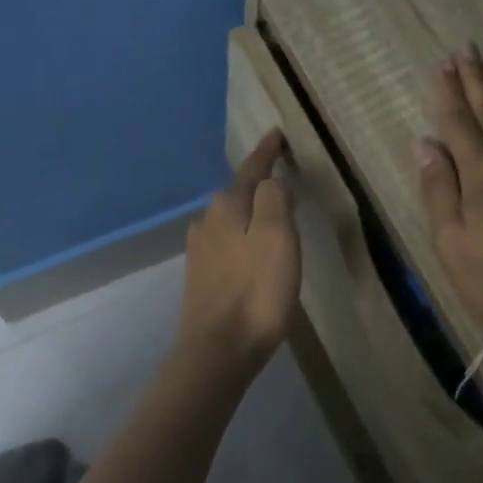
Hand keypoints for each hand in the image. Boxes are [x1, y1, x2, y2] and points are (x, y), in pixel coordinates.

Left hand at [177, 129, 300, 371]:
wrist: (219, 348)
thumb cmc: (256, 290)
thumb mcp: (278, 235)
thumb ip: (275, 198)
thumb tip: (273, 180)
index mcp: (228, 206)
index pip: (251, 168)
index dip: (267, 151)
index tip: (277, 133)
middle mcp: (208, 221)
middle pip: (237, 191)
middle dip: (258, 180)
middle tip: (281, 172)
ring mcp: (201, 250)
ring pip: (230, 217)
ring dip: (249, 209)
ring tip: (270, 209)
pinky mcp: (201, 276)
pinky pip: (226, 242)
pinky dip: (242, 235)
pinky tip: (249, 247)